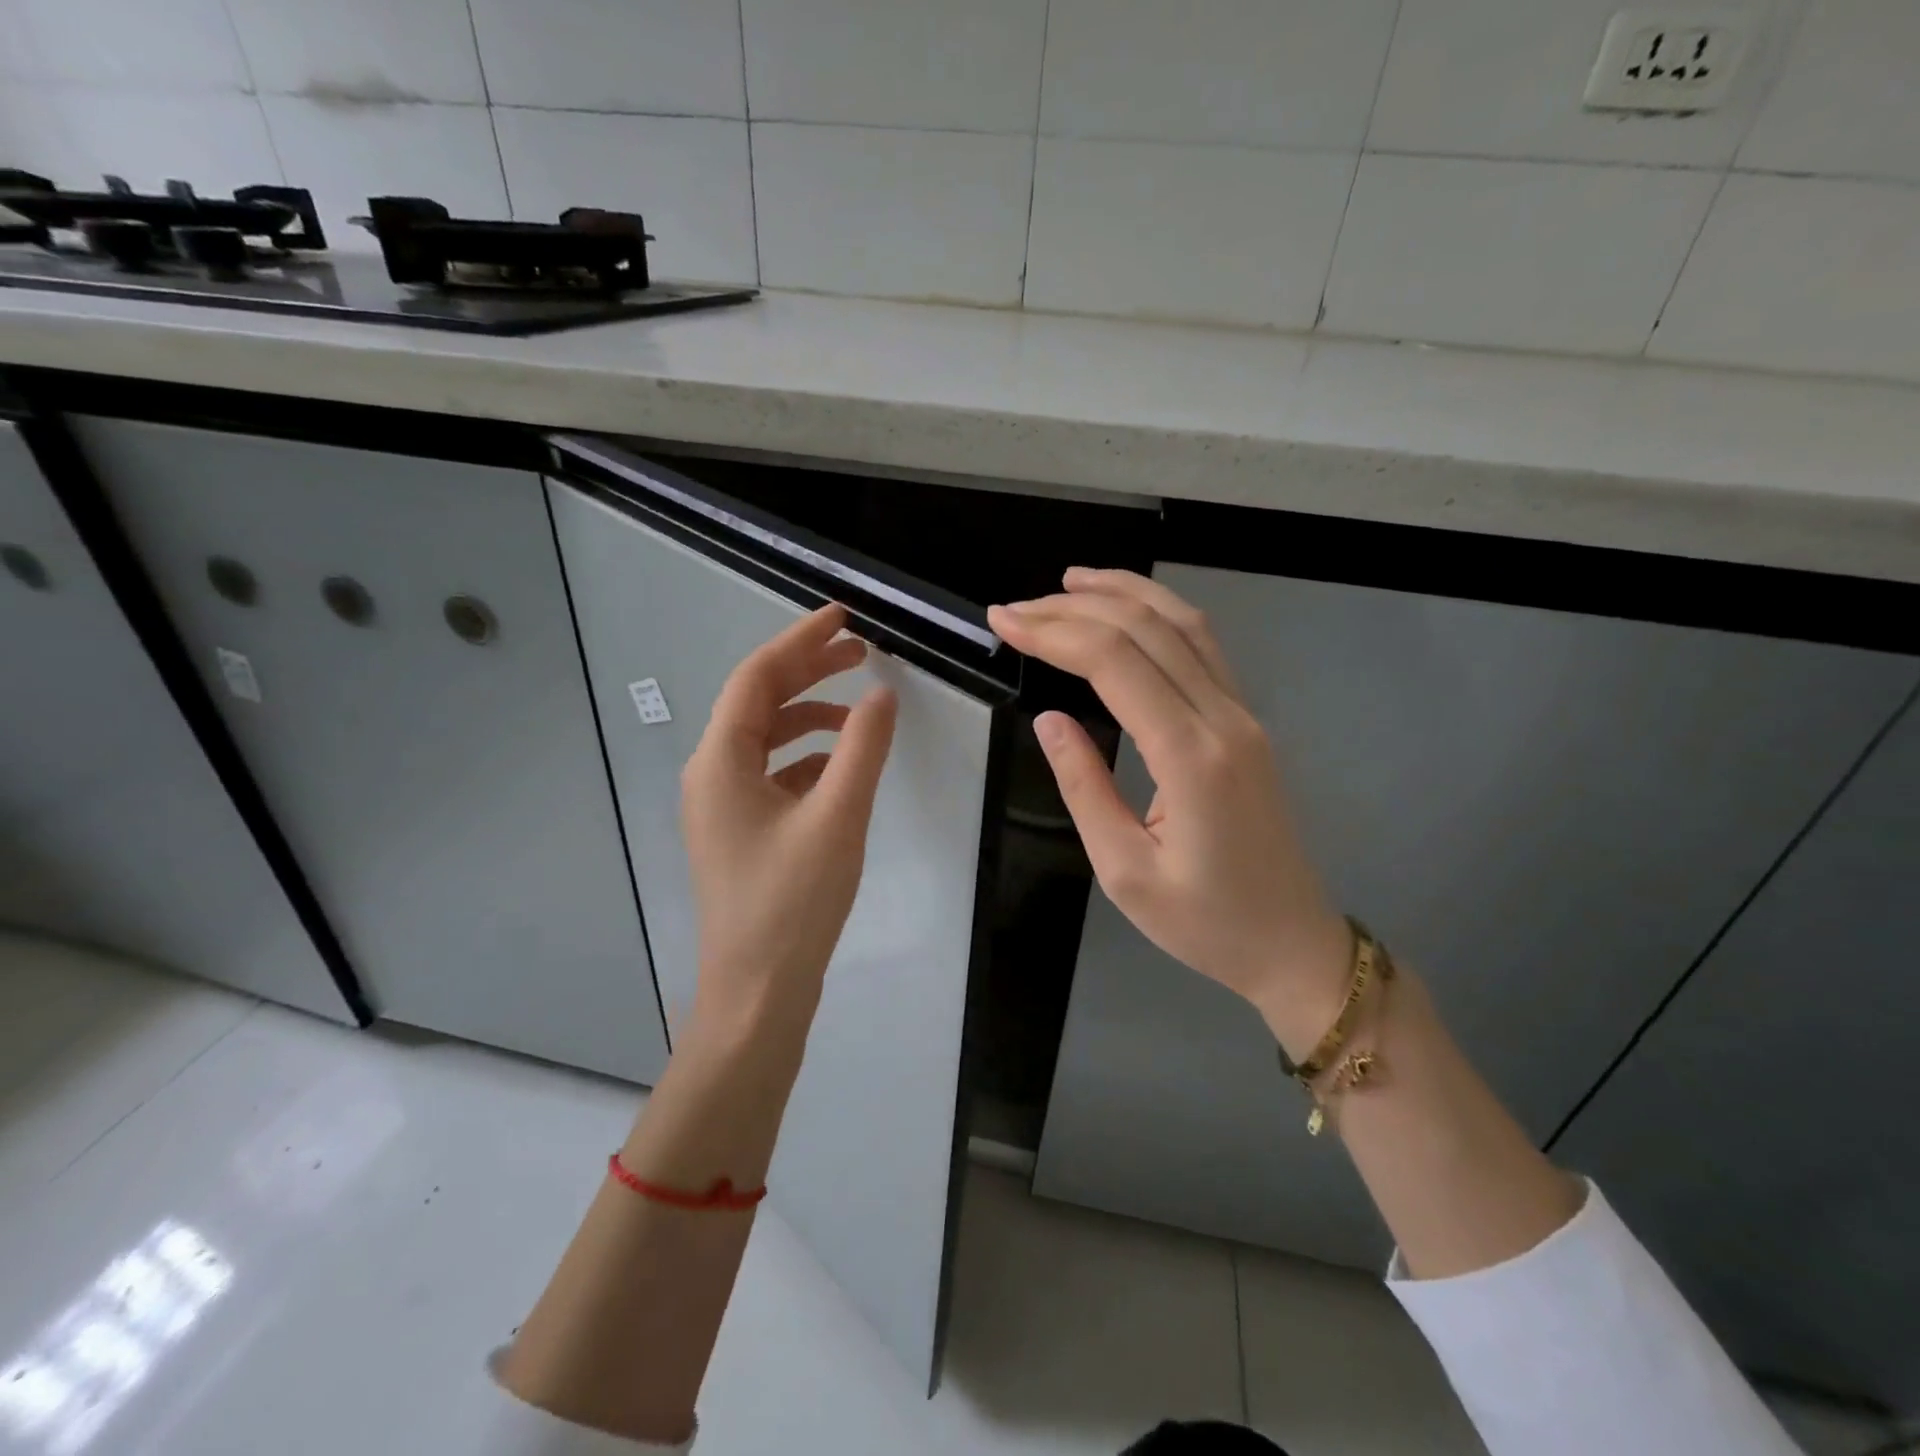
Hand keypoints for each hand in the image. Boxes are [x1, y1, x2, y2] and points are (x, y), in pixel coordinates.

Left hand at [681, 604, 897, 1049]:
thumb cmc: (793, 903)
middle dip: (808, 673)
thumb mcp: (837, 817)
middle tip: (861, 652)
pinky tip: (842, 768)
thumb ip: (862, 748)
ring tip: (859, 709)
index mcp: (720, 762)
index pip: (757, 678)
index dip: (800, 642)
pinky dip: (807, 758)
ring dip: (810, 716)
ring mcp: (722, 807)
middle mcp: (711, 775)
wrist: (758, 993)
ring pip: (766, 740)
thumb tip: (880, 694)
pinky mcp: (740, 833)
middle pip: (758, 703)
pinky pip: (772, 775)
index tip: (844, 619)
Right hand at [988, 569, 1349, 1056]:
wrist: (1292, 944)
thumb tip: (1049, 720)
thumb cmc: (1204, 923)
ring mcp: (1242, 716)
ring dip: (1124, 593)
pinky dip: (1159, 614)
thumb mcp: (1124, 871)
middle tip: (1016, 607)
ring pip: (1183, 625)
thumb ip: (1084, 787)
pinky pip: (1203, 647)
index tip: (1004, 622)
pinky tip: (1128, 610)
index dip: (1054, 632)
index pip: (1115, 662)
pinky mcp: (1246, 723)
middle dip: (1074, 608)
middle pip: (1146, 630)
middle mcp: (1223, 719)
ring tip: (1069, 582)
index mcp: (1190, 757)